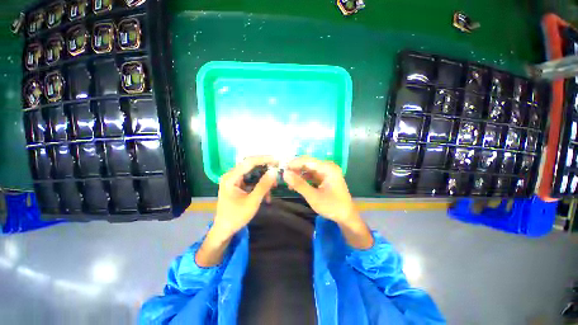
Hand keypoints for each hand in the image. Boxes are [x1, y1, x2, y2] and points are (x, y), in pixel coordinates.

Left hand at [212, 156, 278, 239]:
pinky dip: (260, 185)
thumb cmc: (236, 216)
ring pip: (253, 173)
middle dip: (266, 169)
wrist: (225, 230)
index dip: (264, 159)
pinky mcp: (238, 184)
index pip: (249, 162)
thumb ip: (263, 185)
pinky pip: (252, 180)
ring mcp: (234, 179)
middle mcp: (231, 175)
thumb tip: (274, 171)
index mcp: (231, 177)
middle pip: (251, 165)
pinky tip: (266, 195)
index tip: (277, 160)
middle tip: (278, 171)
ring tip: (273, 187)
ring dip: (264, 179)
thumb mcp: (252, 201)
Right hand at [283, 157, 372, 248]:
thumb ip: (299, 184)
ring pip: (308, 169)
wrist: (346, 216)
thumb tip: (285, 174)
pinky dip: (303, 178)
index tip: (281, 169)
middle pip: (307, 163)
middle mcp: (328, 166)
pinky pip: (311, 174)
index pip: (307, 160)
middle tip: (283, 176)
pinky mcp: (325, 177)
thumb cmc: (332, 206)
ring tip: (288, 182)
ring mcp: (327, 171)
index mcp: (328, 168)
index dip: (293, 163)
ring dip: (298, 174)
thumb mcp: (313, 196)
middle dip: (295, 168)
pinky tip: (296, 184)